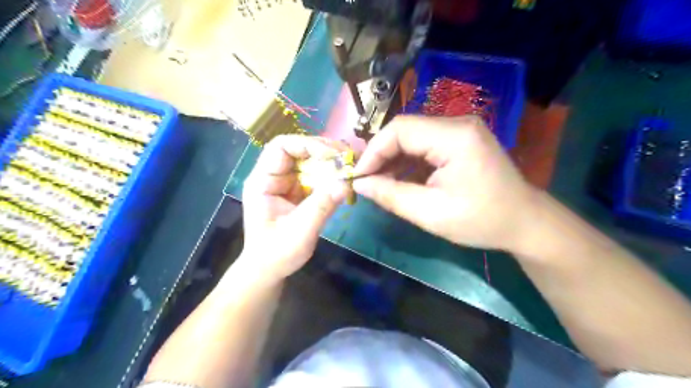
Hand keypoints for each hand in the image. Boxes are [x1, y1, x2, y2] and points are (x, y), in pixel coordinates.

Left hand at [238, 136, 347, 283]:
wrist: (269, 270)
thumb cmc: (277, 254)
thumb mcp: (300, 232)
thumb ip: (321, 207)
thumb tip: (346, 183)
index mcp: (262, 182)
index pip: (281, 147)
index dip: (307, 145)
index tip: (332, 156)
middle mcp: (273, 177)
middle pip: (297, 149)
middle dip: (323, 150)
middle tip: (348, 157)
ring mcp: (286, 183)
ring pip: (308, 160)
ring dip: (330, 160)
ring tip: (350, 165)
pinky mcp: (297, 192)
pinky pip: (315, 175)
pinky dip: (330, 174)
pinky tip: (344, 178)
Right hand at [353, 115, 535, 251]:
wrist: (525, 222)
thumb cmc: (481, 220)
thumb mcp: (431, 213)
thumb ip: (391, 195)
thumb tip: (360, 184)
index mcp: (455, 136)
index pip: (400, 129)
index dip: (373, 151)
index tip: (359, 177)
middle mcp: (458, 124)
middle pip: (405, 130)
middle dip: (381, 155)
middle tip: (366, 181)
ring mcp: (461, 130)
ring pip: (413, 137)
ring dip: (393, 159)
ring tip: (380, 183)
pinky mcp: (461, 140)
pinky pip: (425, 145)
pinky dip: (408, 161)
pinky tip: (400, 179)